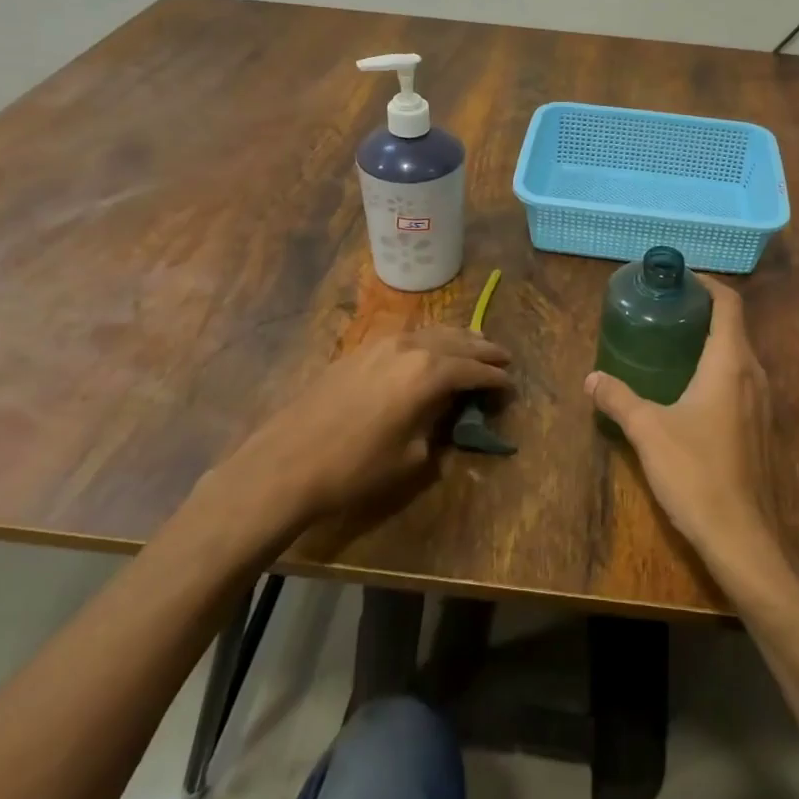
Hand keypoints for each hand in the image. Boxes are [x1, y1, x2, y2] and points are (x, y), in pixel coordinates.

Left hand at [217, 327, 510, 528]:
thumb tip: (445, 413)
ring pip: (431, 332)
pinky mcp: (359, 350)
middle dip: (483, 349)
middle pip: (457, 341)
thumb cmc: (357, 467)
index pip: (474, 370)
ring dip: (457, 338)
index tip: (511, 385)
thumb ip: (437, 427)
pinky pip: (407, 336)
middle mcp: (410, 347)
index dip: (496, 379)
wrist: (287, 462)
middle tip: (503, 357)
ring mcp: (382, 344)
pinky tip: (430, 349)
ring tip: (474, 345)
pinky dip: (429, 339)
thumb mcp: (411, 456)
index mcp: (429, 372)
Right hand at [586, 276, 774, 562]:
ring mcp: (761, 402)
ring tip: (672, 344)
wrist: (740, 535)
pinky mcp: (760, 427)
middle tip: (665, 311)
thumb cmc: (695, 471)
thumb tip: (592, 378)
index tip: (679, 280)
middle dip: (703, 313)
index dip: (707, 285)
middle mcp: (753, 374)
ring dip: (711, 342)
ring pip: (739, 355)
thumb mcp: (647, 430)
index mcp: (730, 363)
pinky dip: (718, 369)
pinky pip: (740, 381)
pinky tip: (688, 389)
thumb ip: (618, 398)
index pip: (729, 304)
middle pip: (734, 326)